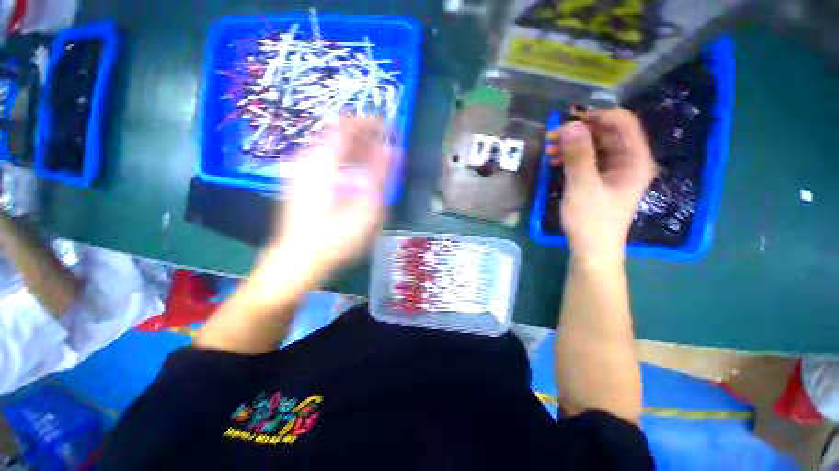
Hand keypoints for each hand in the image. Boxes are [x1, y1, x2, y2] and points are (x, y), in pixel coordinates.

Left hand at [269, 117, 391, 279]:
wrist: (297, 260)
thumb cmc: (335, 238)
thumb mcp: (366, 208)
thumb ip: (380, 175)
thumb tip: (392, 149)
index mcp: (323, 161)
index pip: (347, 125)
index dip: (370, 123)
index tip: (388, 127)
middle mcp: (308, 160)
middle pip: (337, 135)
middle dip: (364, 138)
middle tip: (384, 147)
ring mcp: (301, 172)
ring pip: (331, 149)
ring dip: (355, 151)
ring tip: (374, 161)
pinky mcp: (300, 184)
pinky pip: (324, 162)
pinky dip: (343, 163)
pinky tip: (354, 177)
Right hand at [547, 107, 655, 264]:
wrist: (591, 250)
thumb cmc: (591, 221)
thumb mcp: (582, 186)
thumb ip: (578, 155)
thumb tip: (570, 125)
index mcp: (635, 160)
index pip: (623, 123)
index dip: (598, 116)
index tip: (569, 120)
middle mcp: (629, 161)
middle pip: (607, 133)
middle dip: (579, 131)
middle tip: (552, 137)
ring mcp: (614, 172)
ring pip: (595, 146)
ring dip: (572, 145)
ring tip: (549, 150)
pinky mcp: (601, 181)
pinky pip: (588, 160)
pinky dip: (572, 157)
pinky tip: (555, 161)